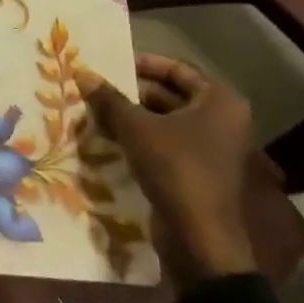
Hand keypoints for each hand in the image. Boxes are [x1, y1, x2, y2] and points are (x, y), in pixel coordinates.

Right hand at [78, 55, 258, 291]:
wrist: (199, 238)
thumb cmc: (175, 169)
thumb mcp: (135, 128)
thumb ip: (109, 99)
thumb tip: (82, 72)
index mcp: (218, 102)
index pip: (178, 69)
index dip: (144, 64)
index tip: (112, 64)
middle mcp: (221, 121)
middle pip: (172, 95)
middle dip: (133, 93)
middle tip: (98, 89)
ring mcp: (211, 149)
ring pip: (166, 121)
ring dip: (133, 117)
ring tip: (96, 112)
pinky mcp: (198, 172)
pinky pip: (166, 144)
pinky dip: (141, 139)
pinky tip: (109, 139)